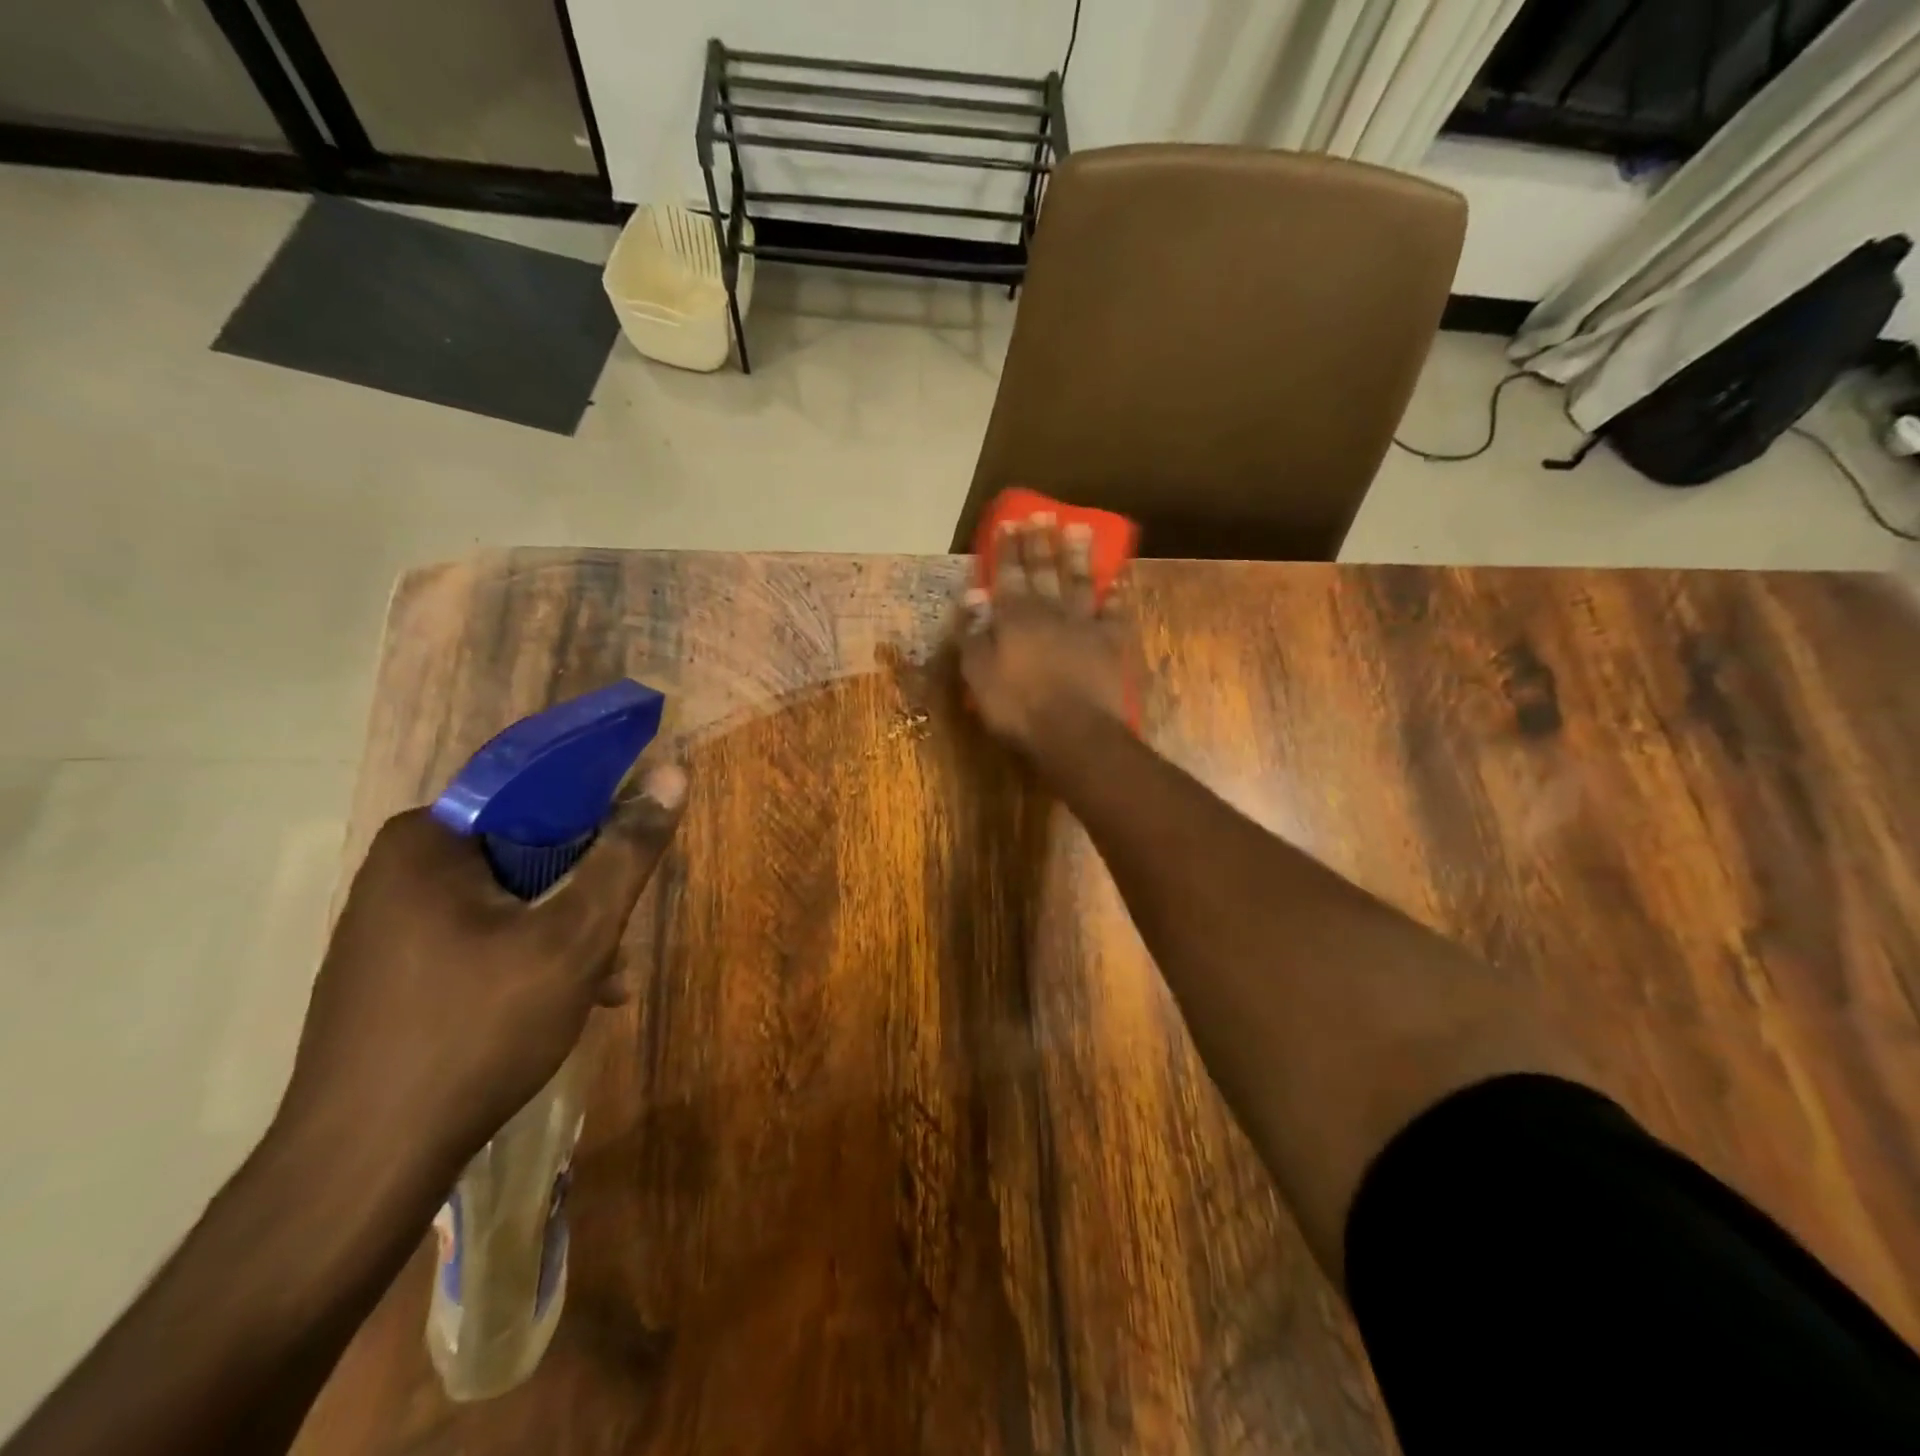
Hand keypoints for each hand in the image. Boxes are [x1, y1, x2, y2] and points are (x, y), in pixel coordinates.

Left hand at [275, 764, 686, 1182]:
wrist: (364, 1168)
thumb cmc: (477, 1030)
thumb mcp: (574, 936)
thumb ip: (626, 854)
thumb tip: (671, 774)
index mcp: (428, 841)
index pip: (532, 788)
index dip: (597, 807)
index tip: (636, 842)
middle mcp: (401, 871)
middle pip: (525, 849)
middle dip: (584, 890)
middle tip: (620, 933)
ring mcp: (392, 926)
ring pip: (510, 899)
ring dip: (567, 930)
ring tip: (607, 981)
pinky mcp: (394, 973)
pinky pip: (482, 939)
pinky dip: (531, 957)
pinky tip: (569, 1003)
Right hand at [958, 517, 1130, 755]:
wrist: (1074, 731)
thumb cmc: (1018, 707)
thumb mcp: (979, 675)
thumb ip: (973, 635)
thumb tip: (973, 598)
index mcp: (1015, 617)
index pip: (1008, 574)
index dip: (1008, 549)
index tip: (1010, 522)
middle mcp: (1050, 611)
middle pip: (1044, 570)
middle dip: (1041, 542)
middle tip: (1042, 515)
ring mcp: (1084, 625)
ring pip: (1080, 581)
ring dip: (1078, 555)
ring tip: (1079, 529)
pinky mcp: (1111, 643)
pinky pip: (1113, 613)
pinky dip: (1114, 595)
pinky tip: (1115, 581)